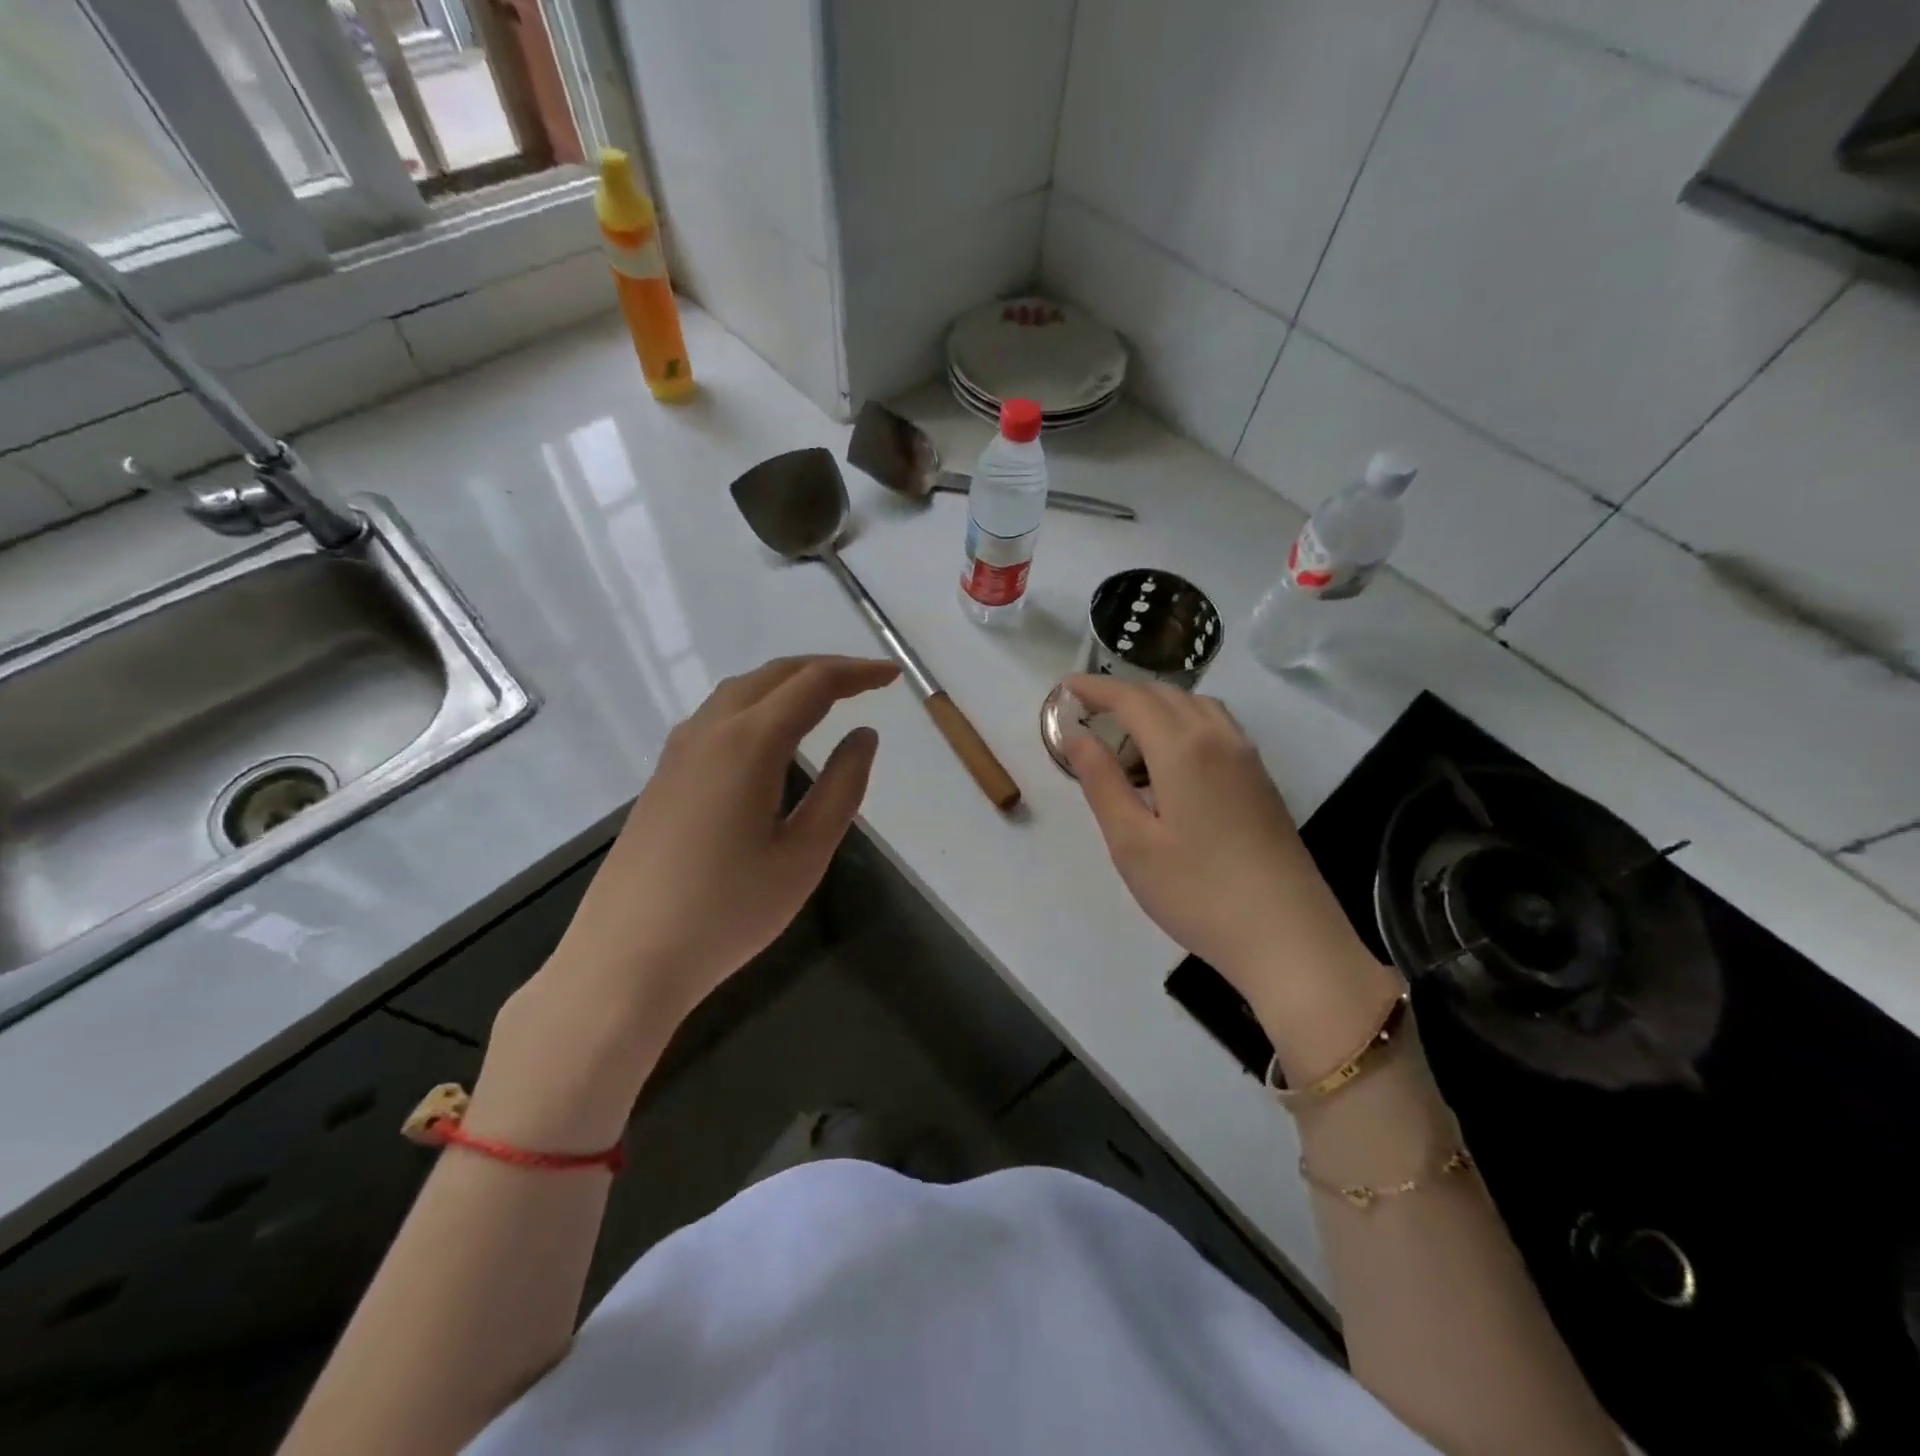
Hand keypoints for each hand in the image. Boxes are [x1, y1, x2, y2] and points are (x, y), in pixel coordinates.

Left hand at [555, 655, 899, 1023]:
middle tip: (866, 682)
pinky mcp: (664, 775)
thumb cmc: (728, 912)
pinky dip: (757, 705)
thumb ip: (841, 788)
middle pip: (773, 675)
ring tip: (825, 700)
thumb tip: (863, 736)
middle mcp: (709, 731)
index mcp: (749, 743)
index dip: (857, 673)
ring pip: (740, 691)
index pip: (813, 683)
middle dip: (824, 669)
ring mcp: (679, 751)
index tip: (892, 676)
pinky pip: (717, 716)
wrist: (627, 958)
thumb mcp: (804, 855)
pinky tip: (770, 737)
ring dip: (787, 683)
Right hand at [1064, 674, 1396, 1070]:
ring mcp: (1248, 758)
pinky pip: (1218, 728)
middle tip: (1088, 712)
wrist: (1287, 936)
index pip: (1131, 699)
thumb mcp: (1131, 842)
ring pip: (1198, 706)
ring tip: (1128, 733)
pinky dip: (1186, 722)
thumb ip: (1101, 780)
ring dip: (1158, 705)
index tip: (1064, 687)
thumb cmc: (1196, 891)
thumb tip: (1076, 734)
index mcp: (1182, 748)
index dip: (1095, 687)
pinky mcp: (1263, 781)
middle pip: (1166, 695)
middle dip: (1123, 694)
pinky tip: (1173, 759)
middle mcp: (1219, 738)